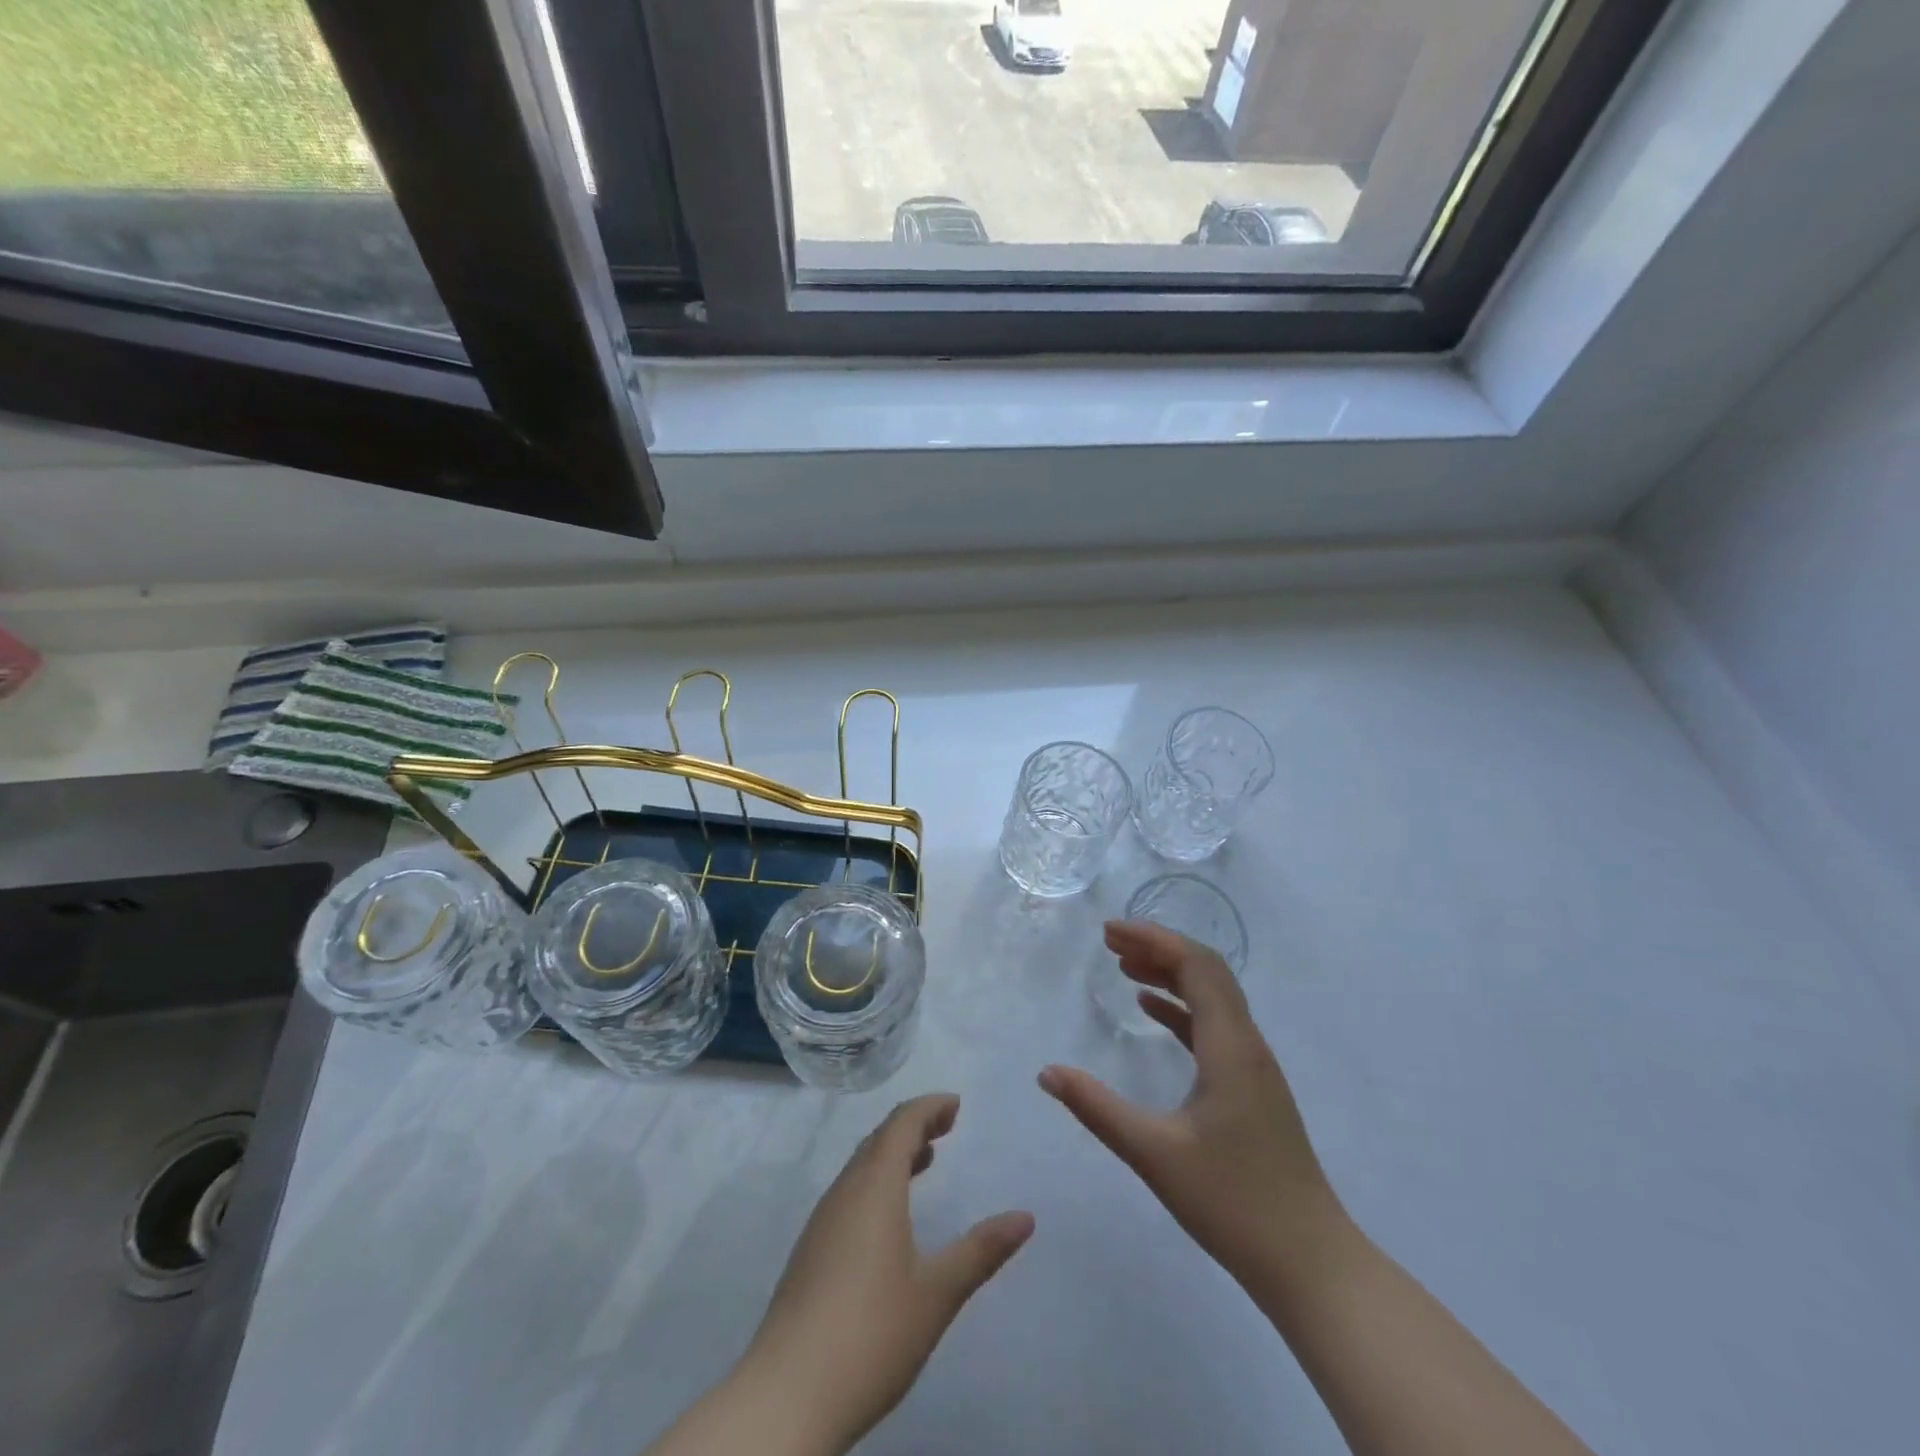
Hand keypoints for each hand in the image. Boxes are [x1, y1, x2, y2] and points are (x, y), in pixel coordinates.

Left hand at [736, 1094, 1034, 1454]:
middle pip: (879, 1139)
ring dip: (893, 1154)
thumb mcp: (937, 1293)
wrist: (786, 1396)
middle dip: (914, 1126)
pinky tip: (890, 1217)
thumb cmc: (871, 1333)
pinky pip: (849, 1192)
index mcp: (874, 1187)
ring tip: (925, 1161)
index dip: (929, 1107)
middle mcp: (845, 1191)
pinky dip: (876, 1182)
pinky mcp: (810, 1251)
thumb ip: (981, 1251)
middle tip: (947, 1127)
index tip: (956, 1104)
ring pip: (861, 1166)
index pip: (901, 1123)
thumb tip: (1025, 1217)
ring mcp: (822, 1221)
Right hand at [1039, 921, 1340, 1286]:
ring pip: (1212, 997)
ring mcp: (1253, 1067)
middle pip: (1206, 971)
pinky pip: (1214, 1028)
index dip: (1153, 939)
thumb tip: (1047, 1072)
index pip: (1196, 965)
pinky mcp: (1251, 1088)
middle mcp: (1247, 1044)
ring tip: (1124, 967)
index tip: (1109, 932)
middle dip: (1158, 948)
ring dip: (1170, 975)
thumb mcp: (1154, 1154)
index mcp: (1230, 1046)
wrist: (1310, 1263)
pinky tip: (1151, 1010)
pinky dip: (1181, 1008)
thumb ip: (1097, 1109)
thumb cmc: (1233, 1203)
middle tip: (1110, 942)